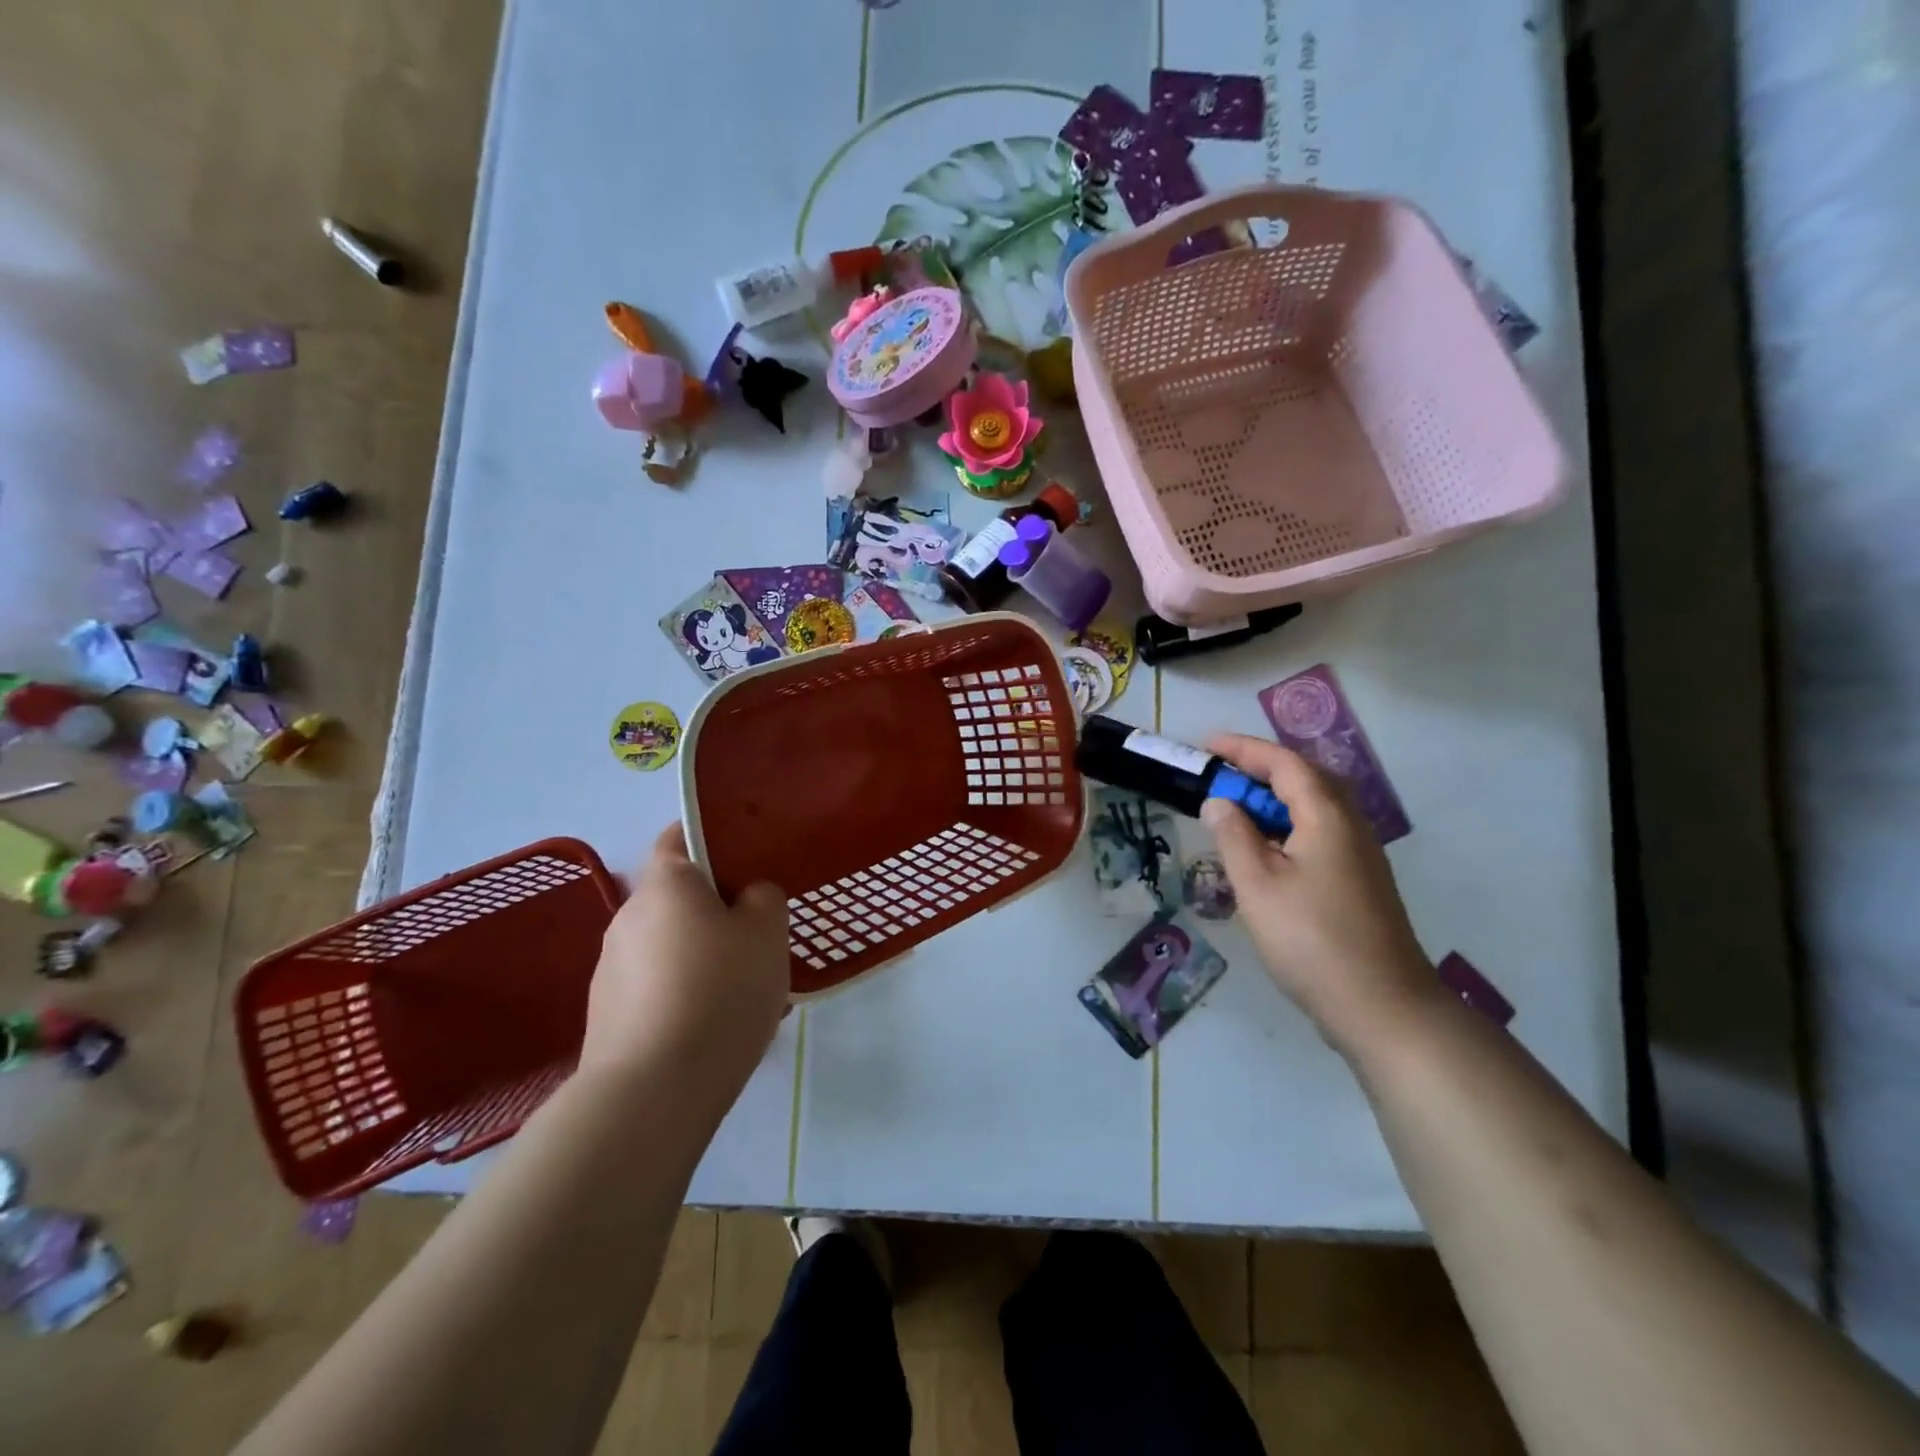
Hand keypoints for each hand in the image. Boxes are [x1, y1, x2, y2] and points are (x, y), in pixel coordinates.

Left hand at [579, 824, 789, 1100]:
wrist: (652, 1093)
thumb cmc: (719, 992)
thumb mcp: (767, 933)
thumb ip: (763, 898)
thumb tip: (747, 896)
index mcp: (665, 884)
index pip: (679, 836)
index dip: (711, 837)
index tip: (746, 857)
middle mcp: (628, 916)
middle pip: (677, 896)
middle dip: (715, 907)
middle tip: (757, 931)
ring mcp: (610, 968)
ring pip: (669, 944)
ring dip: (700, 954)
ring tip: (741, 988)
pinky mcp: (606, 1014)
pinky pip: (656, 985)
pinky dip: (683, 992)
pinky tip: (713, 1024)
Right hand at [1201, 734, 1439, 1051]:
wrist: (1383, 1007)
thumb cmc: (1312, 939)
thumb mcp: (1258, 885)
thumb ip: (1234, 836)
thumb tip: (1219, 802)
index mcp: (1327, 816)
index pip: (1284, 763)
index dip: (1243, 749)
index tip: (1206, 746)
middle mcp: (1350, 825)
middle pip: (1305, 778)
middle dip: (1260, 769)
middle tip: (1219, 777)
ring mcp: (1359, 855)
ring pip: (1314, 808)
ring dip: (1273, 799)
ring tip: (1235, 812)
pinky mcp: (1359, 881)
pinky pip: (1318, 833)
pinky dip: (1286, 827)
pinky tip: (1264, 854)